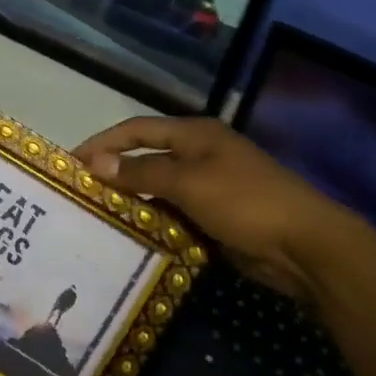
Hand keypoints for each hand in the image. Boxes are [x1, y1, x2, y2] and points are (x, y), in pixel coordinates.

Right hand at [76, 116, 375, 375]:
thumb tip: (96, 163)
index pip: (137, 129)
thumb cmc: (245, 202)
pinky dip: (153, 222)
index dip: (102, 142)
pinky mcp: (216, 217)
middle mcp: (199, 155)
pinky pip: (174, 214)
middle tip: (79, 193)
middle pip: (146, 158)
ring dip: (131, 201)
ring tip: (95, 217)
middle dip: (113, 173)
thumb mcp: (189, 183)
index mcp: (195, 134)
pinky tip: (131, 237)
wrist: (304, 245)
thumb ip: (142, 173)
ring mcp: (209, 187)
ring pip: (158, 190)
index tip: (71, 162)